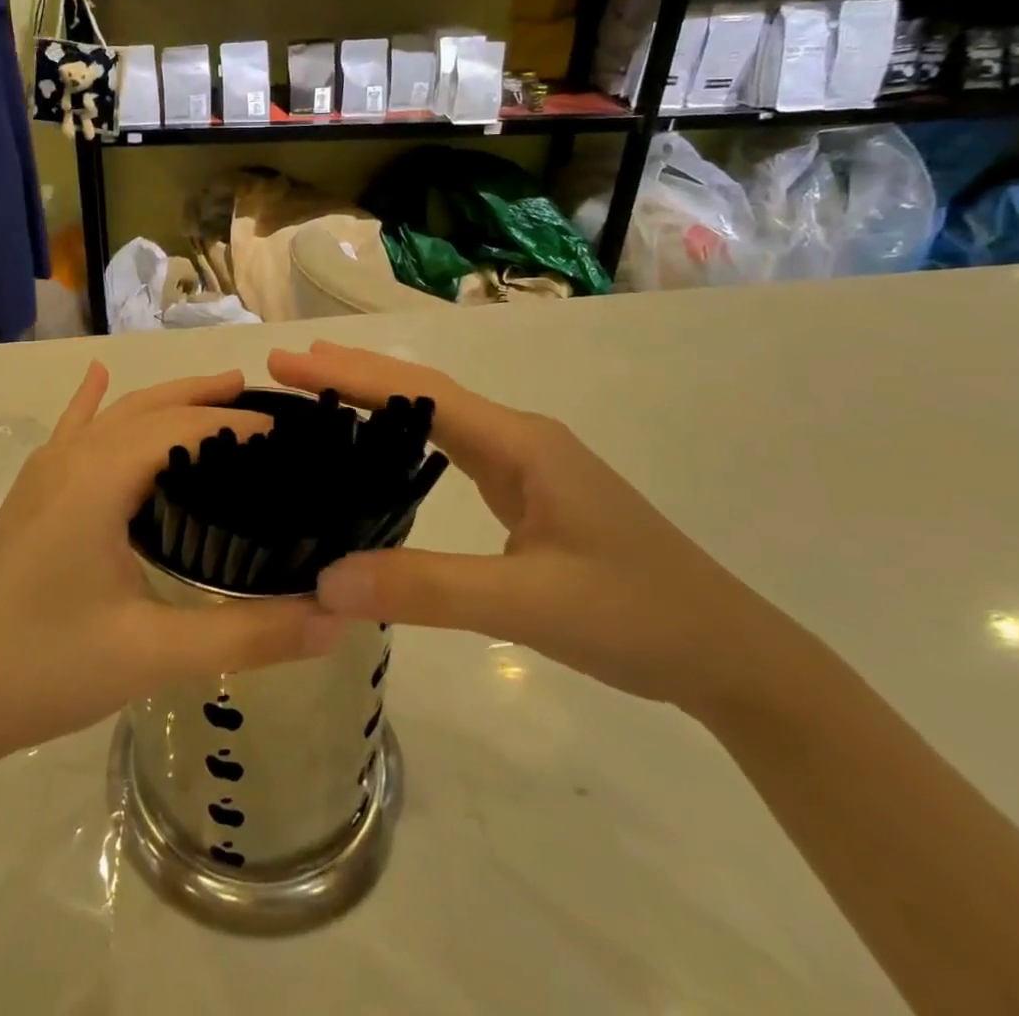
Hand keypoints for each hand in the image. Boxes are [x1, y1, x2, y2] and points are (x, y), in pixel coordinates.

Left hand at [0, 366, 343, 768]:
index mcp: (100, 478)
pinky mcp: (29, 497)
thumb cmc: (45, 668)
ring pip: (112, 415)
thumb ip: (248, 637)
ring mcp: (43, 475)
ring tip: (209, 394)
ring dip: (162, 399)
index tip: (285, 434)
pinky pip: (70, 432)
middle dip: (202, 395)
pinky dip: (91, 403)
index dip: (234, 425)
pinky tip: (95, 379)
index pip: (182, 428)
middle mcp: (71, 459)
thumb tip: (334, 621)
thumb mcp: (154, 655)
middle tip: (256, 395)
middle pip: (148, 407)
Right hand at [269, 342, 811, 719]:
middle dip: (354, 374)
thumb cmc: (637, 616)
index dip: (351, 375)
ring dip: (378, 399)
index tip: (289, 363)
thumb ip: (428, 589)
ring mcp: (528, 465)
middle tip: (288, 365)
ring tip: (320, 392)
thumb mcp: (529, 603)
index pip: (419, 392)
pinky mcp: (530, 494)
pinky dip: (404, 436)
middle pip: (424, 391)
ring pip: (438, 418)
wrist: (730, 655)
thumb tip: (326, 580)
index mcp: (521, 443)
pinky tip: (382, 449)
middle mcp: (521, 439)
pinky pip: (454, 450)